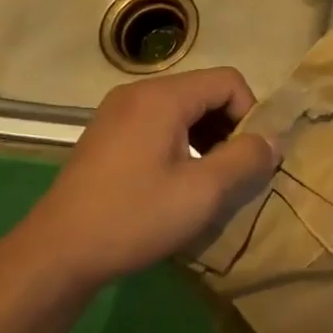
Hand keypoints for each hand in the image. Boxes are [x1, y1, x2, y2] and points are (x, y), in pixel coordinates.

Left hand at [22, 68, 278, 287]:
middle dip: (230, 127)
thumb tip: (273, 140)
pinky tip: (178, 180)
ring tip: (212, 179)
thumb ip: (245, 159)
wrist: (59, 251)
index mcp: (162, 97)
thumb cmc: (135, 217)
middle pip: (204, 92)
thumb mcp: (203, 192)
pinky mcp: (107, 135)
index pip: (228, 81)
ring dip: (206, 137)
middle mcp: (138, 92)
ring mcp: (117, 112)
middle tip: (236, 171)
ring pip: (182, 110)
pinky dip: (180, 143)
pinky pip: (158, 124)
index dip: (251, 114)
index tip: (252, 157)